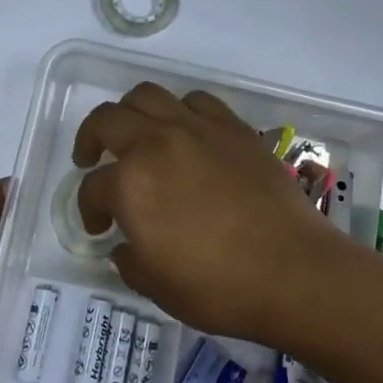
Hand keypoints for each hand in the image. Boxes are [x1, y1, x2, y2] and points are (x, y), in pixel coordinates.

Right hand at [74, 82, 347, 342]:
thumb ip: (129, 259)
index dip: (88, 208)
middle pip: (106, 120)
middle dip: (90, 139)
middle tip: (91, 158)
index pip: (93, 188)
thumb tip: (126, 243)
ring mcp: (195, 128)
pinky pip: (195, 101)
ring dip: (129, 112)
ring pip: (146, 95)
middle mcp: (155, 143)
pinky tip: (184, 131)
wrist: (294, 270)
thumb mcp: (157, 287)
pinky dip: (180, 110)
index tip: (99, 227)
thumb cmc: (219, 287)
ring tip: (134, 133)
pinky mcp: (231, 126)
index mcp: (130, 183)